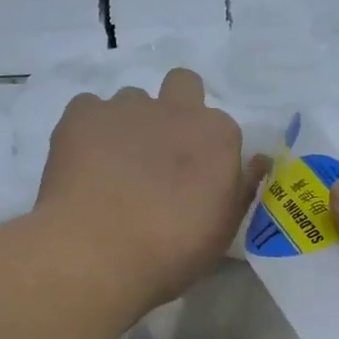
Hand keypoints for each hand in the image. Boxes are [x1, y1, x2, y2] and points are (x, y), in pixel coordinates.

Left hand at [39, 68, 264, 306]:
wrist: (97, 254)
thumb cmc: (170, 253)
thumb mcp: (222, 231)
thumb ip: (241, 188)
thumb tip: (256, 161)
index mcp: (217, 136)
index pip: (220, 130)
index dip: (205, 154)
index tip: (192, 181)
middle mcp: (176, 109)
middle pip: (183, 85)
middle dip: (174, 109)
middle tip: (158, 154)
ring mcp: (126, 107)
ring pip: (132, 100)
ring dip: (129, 124)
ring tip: (111, 166)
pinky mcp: (82, 114)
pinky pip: (88, 108)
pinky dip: (88, 130)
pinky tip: (82, 164)